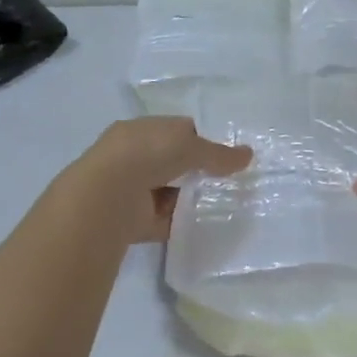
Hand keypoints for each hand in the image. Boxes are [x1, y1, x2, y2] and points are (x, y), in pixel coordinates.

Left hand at [71, 117, 251, 243]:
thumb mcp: (190, 146)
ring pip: (170, 191)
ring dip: (189, 198)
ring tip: (220, 204)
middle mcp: (133, 156)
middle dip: (197, 171)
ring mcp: (132, 189)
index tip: (224, 154)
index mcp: (140, 130)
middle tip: (226, 181)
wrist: (107, 196)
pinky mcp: (134, 219)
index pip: (176, 130)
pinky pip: (164, 219)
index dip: (200, 140)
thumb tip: (248, 155)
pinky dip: (180, 222)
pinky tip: (203, 225)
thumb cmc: (147, 155)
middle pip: (173, 162)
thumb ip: (219, 153)